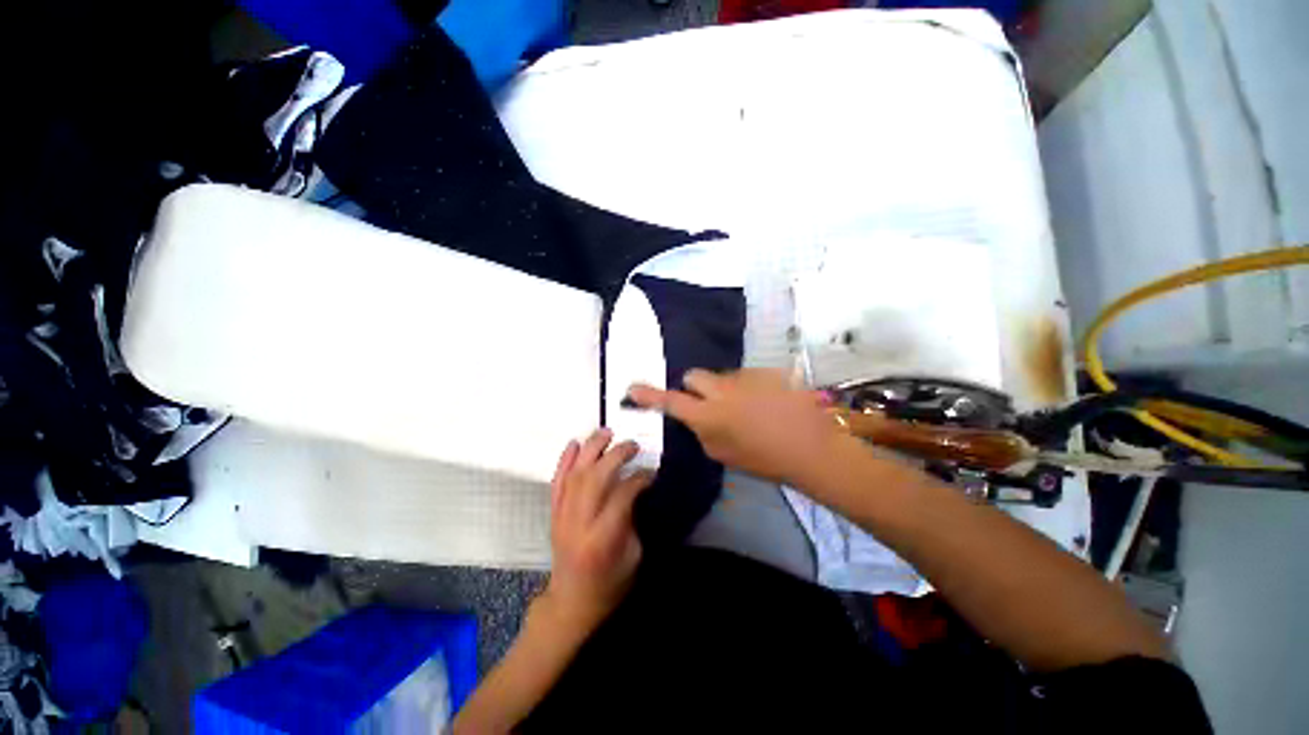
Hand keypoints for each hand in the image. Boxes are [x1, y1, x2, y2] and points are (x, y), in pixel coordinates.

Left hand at [538, 428, 653, 632]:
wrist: (571, 602)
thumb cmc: (610, 584)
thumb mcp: (633, 555)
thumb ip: (632, 517)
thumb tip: (635, 486)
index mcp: (603, 538)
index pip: (621, 495)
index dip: (638, 478)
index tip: (650, 471)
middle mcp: (579, 523)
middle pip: (595, 478)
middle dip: (615, 455)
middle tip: (632, 444)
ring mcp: (562, 516)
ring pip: (575, 474)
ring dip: (591, 449)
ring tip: (606, 432)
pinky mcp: (553, 514)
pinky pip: (557, 482)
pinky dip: (564, 460)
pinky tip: (574, 444)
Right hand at [627, 368, 844, 485]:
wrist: (810, 447)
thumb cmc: (764, 459)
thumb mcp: (723, 454)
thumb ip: (703, 431)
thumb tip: (698, 417)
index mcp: (708, 415)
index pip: (671, 401)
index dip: (649, 396)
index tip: (633, 389)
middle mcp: (721, 390)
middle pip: (694, 375)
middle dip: (694, 387)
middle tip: (706, 403)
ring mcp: (744, 378)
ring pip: (722, 377)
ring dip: (724, 390)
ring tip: (747, 409)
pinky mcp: (764, 372)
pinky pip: (745, 377)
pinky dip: (747, 388)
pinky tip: (765, 403)